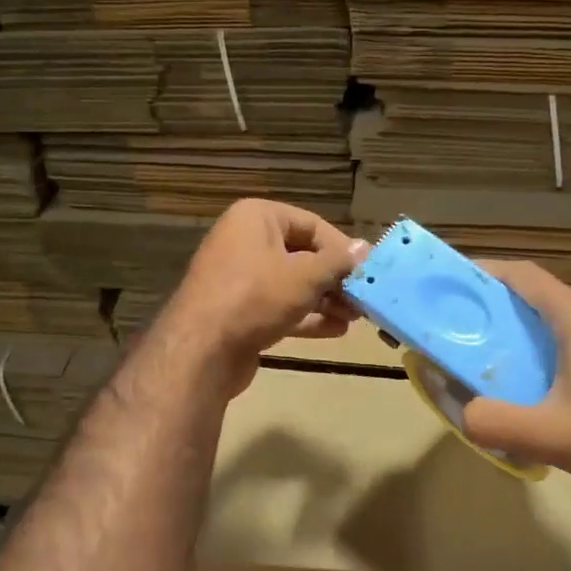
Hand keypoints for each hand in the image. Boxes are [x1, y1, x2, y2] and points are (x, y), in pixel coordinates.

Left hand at [160, 198, 364, 396]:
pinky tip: (336, 330)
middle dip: (336, 279)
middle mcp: (246, 242)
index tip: (368, 271)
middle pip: (303, 256)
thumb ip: (339, 262)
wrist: (201, 351)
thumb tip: (366, 248)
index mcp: (257, 218)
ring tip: (357, 317)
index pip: (312, 225)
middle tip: (365, 298)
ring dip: (326, 300)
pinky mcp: (240, 312)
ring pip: (293, 285)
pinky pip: (280, 307)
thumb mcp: (305, 275)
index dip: (342, 248)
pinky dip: (307, 317)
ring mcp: (240, 279)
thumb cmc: (255, 297)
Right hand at [461, 260, 570, 499]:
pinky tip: (554, 382)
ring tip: (509, 358)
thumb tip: (465, 413)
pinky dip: (563, 345)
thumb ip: (493, 423)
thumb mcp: (545, 437)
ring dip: (537, 330)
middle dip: (507, 308)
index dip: (489, 273)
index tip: (459, 281)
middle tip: (474, 330)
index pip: (528, 277)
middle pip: (547, 297)